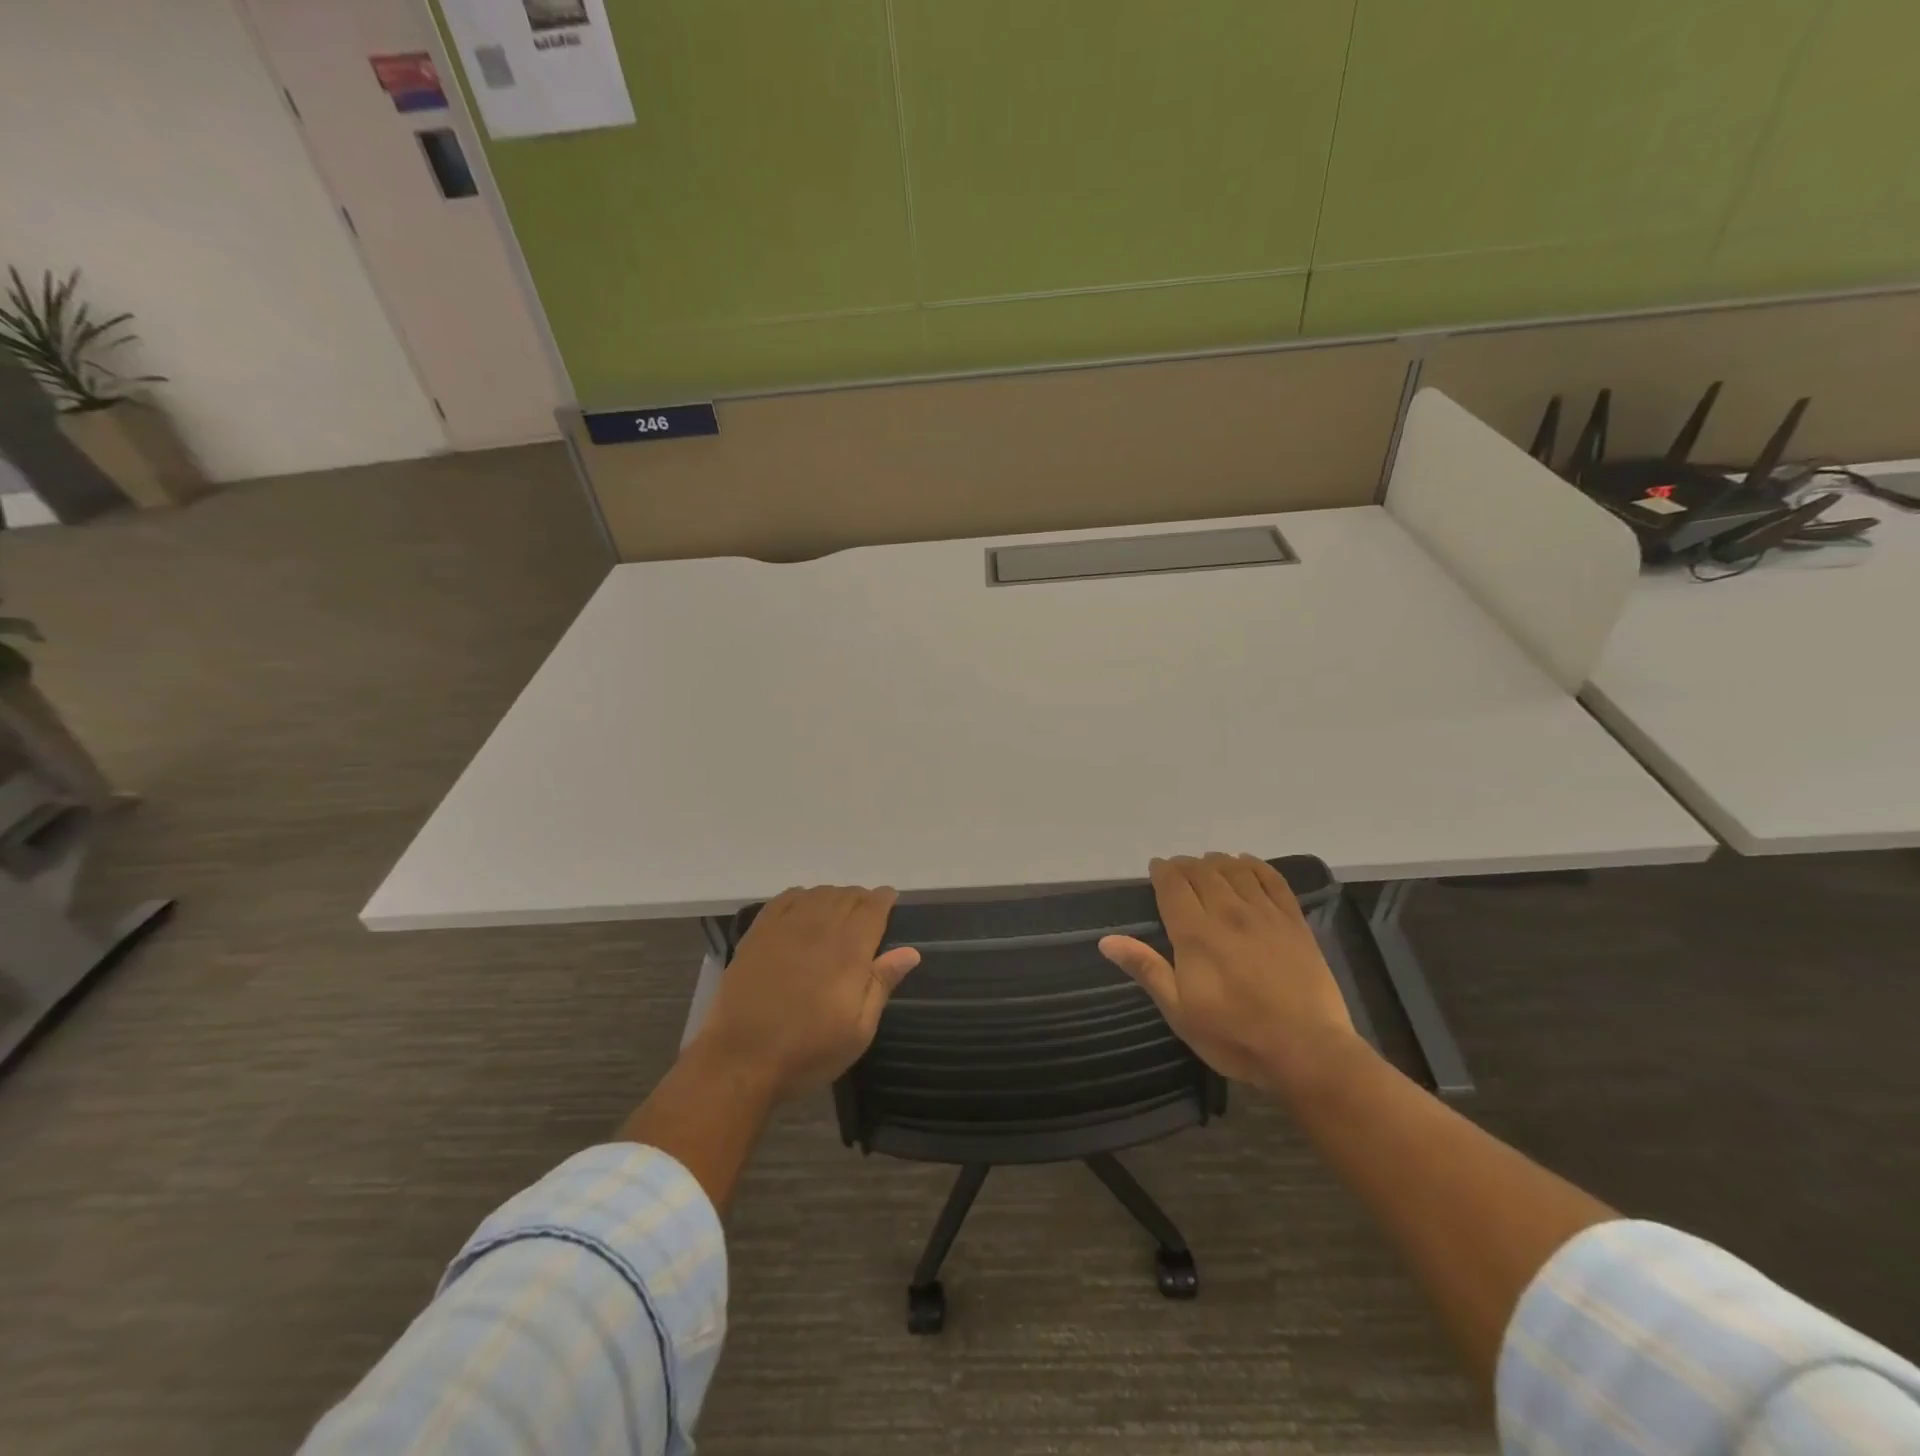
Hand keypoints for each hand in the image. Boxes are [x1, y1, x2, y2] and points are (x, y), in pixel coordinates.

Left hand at [694, 885, 919, 1100]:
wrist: (741, 1061)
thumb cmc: (808, 1051)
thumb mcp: (858, 1030)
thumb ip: (882, 984)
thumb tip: (911, 952)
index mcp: (849, 950)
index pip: (873, 907)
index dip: (884, 899)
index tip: (890, 902)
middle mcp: (819, 928)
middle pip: (847, 895)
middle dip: (862, 898)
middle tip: (867, 913)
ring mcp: (785, 927)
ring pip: (818, 893)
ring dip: (834, 896)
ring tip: (838, 912)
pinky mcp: (758, 933)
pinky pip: (785, 898)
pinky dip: (802, 896)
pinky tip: (805, 908)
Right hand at [1099, 853, 1365, 1096]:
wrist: (1307, 1052)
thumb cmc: (1236, 1036)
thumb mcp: (1180, 1012)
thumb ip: (1147, 970)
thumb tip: (1106, 941)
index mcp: (1195, 934)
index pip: (1173, 885)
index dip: (1162, 871)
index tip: (1156, 869)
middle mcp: (1228, 912)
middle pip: (1202, 871)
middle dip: (1185, 865)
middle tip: (1178, 871)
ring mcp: (1265, 914)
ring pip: (1235, 869)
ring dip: (1216, 862)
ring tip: (1208, 866)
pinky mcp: (1294, 921)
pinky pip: (1272, 879)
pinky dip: (1255, 865)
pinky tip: (1246, 865)